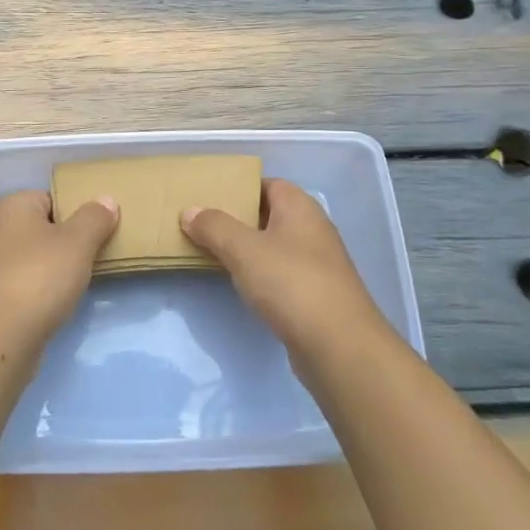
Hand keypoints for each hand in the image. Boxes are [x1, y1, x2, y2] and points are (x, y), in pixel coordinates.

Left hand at [0, 189, 118, 349]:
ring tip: (81, 281)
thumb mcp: (77, 242)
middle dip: (68, 242)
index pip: (52, 198)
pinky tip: (58, 303)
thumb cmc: (38, 278)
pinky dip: (41, 290)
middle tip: (96, 255)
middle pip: (43, 228)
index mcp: (11, 205)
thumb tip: (106, 200)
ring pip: (34, 257)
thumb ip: (95, 218)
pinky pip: (25, 282)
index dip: (78, 213)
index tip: (100, 231)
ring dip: (56, 269)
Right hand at [181, 179, 387, 352]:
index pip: (268, 184)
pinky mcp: (317, 294)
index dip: (240, 187)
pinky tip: (242, 285)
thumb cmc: (291, 283)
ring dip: (249, 249)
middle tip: (204, 225)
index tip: (210, 197)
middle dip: (239, 219)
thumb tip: (190, 211)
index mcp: (300, 207)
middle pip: (270, 214)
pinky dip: (262, 274)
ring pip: (276, 246)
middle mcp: (313, 228)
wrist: (339, 346)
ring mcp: (318, 263)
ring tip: (214, 253)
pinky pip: (282, 273)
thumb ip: (214, 227)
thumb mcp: (243, 249)